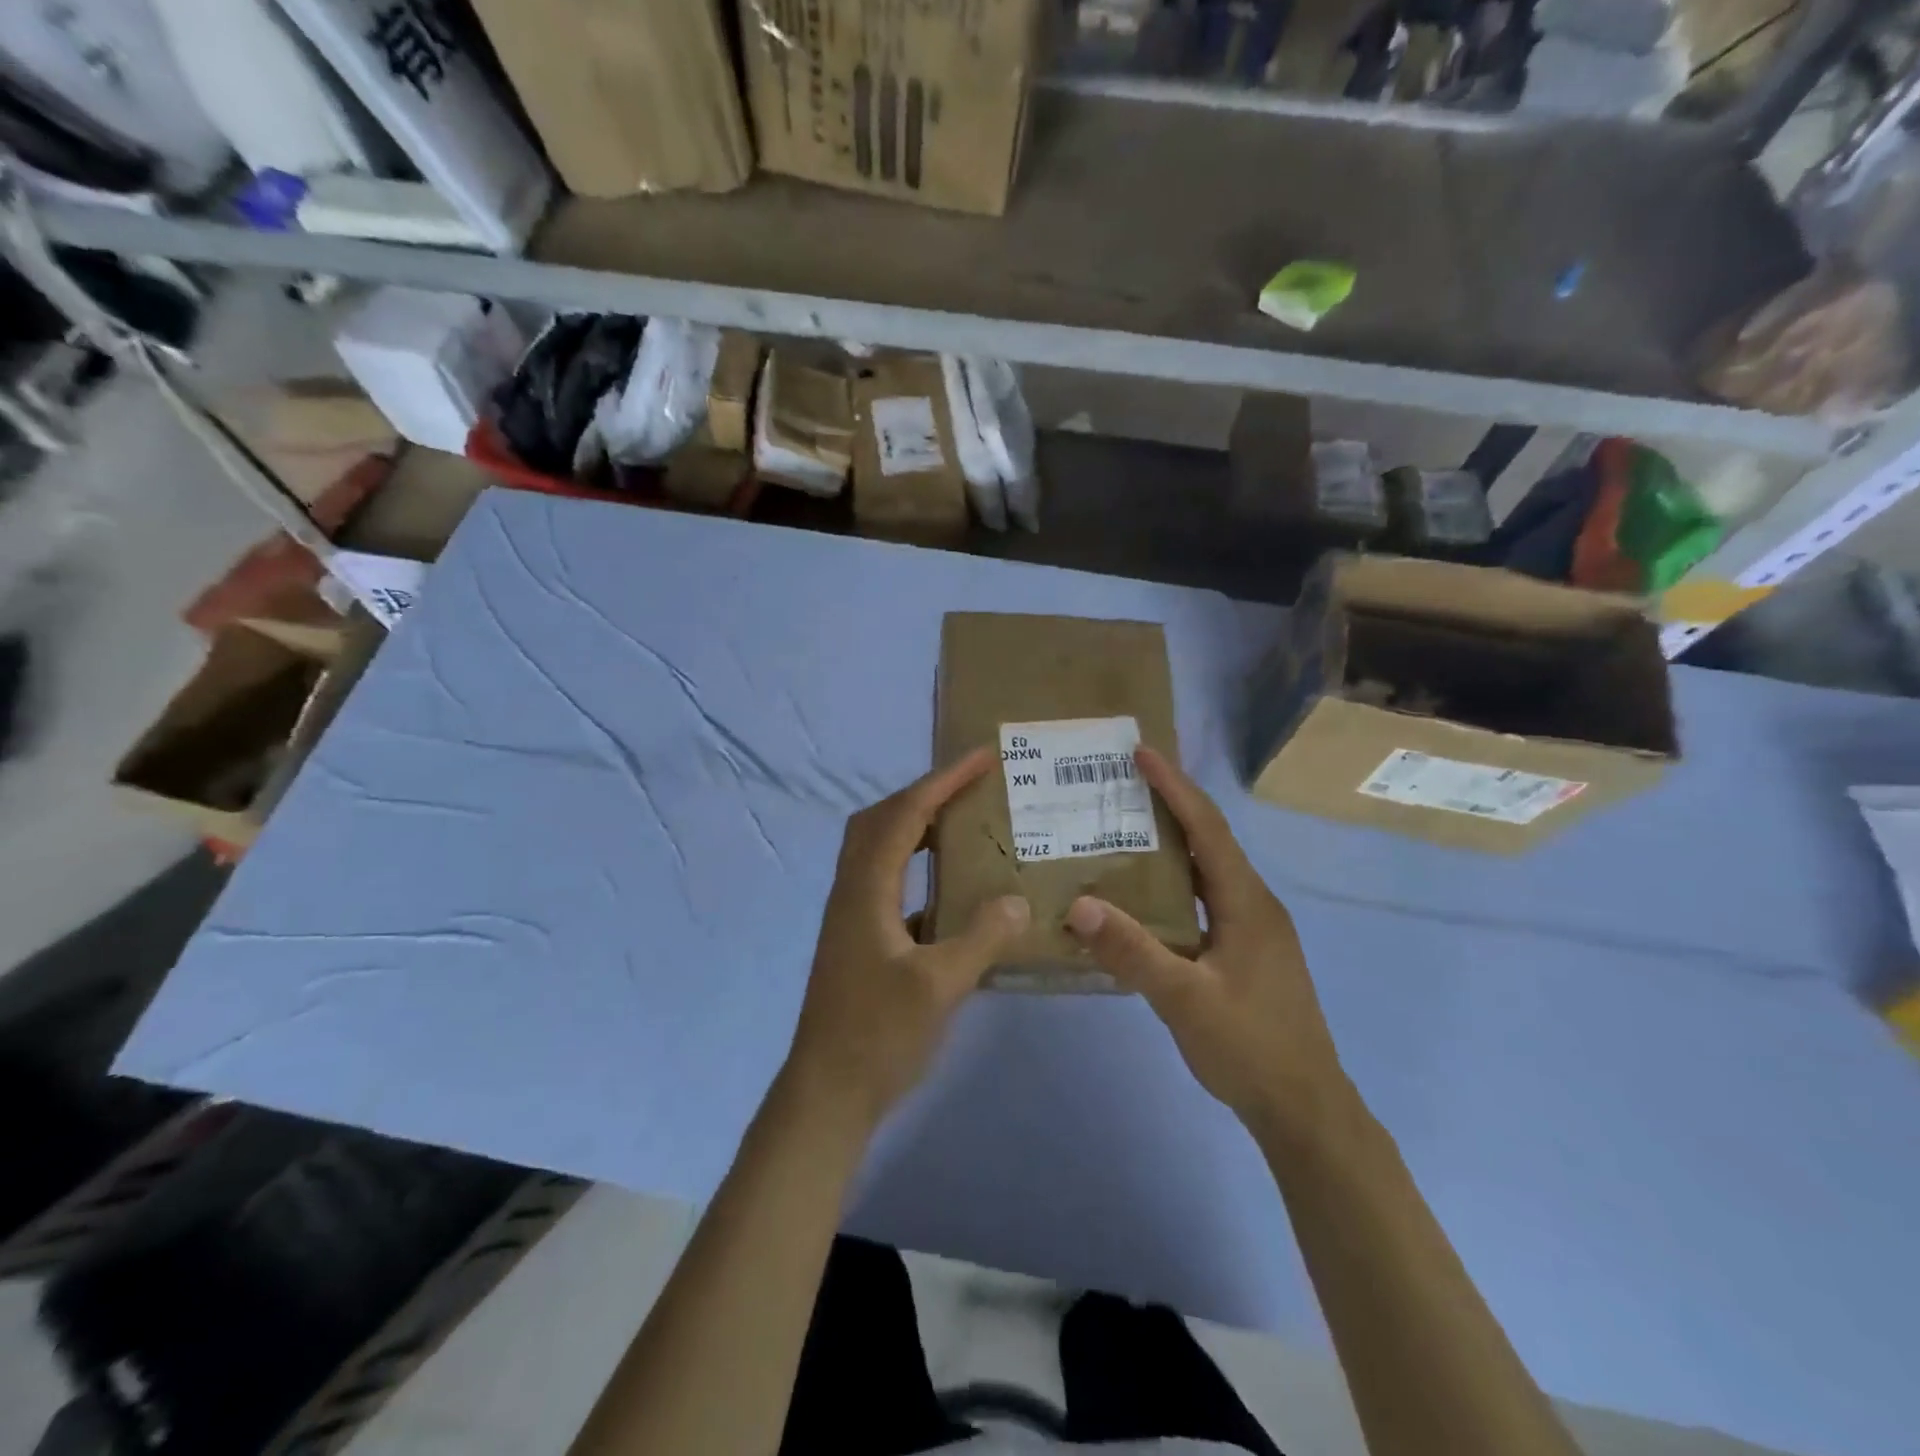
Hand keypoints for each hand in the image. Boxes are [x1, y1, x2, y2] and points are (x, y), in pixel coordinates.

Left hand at [785, 748, 1030, 1131]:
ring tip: (963, 824)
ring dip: (917, 827)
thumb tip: (1017, 898)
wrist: (827, 1093)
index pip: (906, 815)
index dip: (943, 781)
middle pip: (881, 820)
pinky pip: (887, 881)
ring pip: (879, 849)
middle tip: (970, 787)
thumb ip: (982, 937)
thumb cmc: (878, 1036)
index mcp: (866, 889)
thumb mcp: (940, 986)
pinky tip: (950, 889)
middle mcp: (852, 891)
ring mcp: (851, 915)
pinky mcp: (857, 938)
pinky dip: (916, 866)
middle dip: (924, 794)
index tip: (982, 758)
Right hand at [1066, 748, 1345, 1133]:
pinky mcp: (1247, 952)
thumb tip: (1079, 905)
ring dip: (1172, 845)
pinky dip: (1175, 883)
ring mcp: (1254, 930)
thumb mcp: (1184, 1000)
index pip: (1207, 829)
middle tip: (1122, 784)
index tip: (1142, 754)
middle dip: (1170, 806)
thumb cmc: (1250, 1048)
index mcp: (1247, 903)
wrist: (1305, 1110)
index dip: (1175, 788)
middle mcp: (1254, 905)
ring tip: (1125, 828)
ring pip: (1208, 871)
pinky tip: (1144, 896)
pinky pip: (1206, 899)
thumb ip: (1132, 951)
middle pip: (1209, 841)